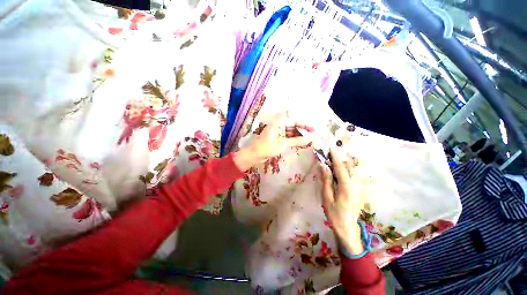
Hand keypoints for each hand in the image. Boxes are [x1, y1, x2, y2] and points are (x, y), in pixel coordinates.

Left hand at [234, 112, 314, 170]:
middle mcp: (278, 125)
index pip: (294, 120)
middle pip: (293, 125)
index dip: (305, 124)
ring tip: (309, 139)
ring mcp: (277, 131)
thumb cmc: (267, 147)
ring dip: (299, 135)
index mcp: (278, 123)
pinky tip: (301, 142)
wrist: (254, 155)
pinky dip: (294, 139)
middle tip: (313, 135)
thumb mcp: (283, 144)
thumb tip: (310, 139)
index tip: (313, 129)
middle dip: (303, 129)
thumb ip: (297, 140)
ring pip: (291, 131)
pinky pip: (288, 136)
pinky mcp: (277, 137)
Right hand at [320, 149, 365, 254]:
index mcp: (346, 187)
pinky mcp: (356, 191)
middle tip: (328, 155)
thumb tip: (323, 166)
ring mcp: (357, 188)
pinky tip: (336, 173)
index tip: (331, 149)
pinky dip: (343, 171)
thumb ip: (326, 181)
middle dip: (338, 160)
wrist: (348, 229)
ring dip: (341, 165)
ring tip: (331, 162)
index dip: (335, 158)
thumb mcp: (327, 198)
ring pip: (350, 172)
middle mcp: (354, 185)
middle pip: (347, 168)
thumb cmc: (334, 214)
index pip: (340, 168)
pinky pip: (350, 177)